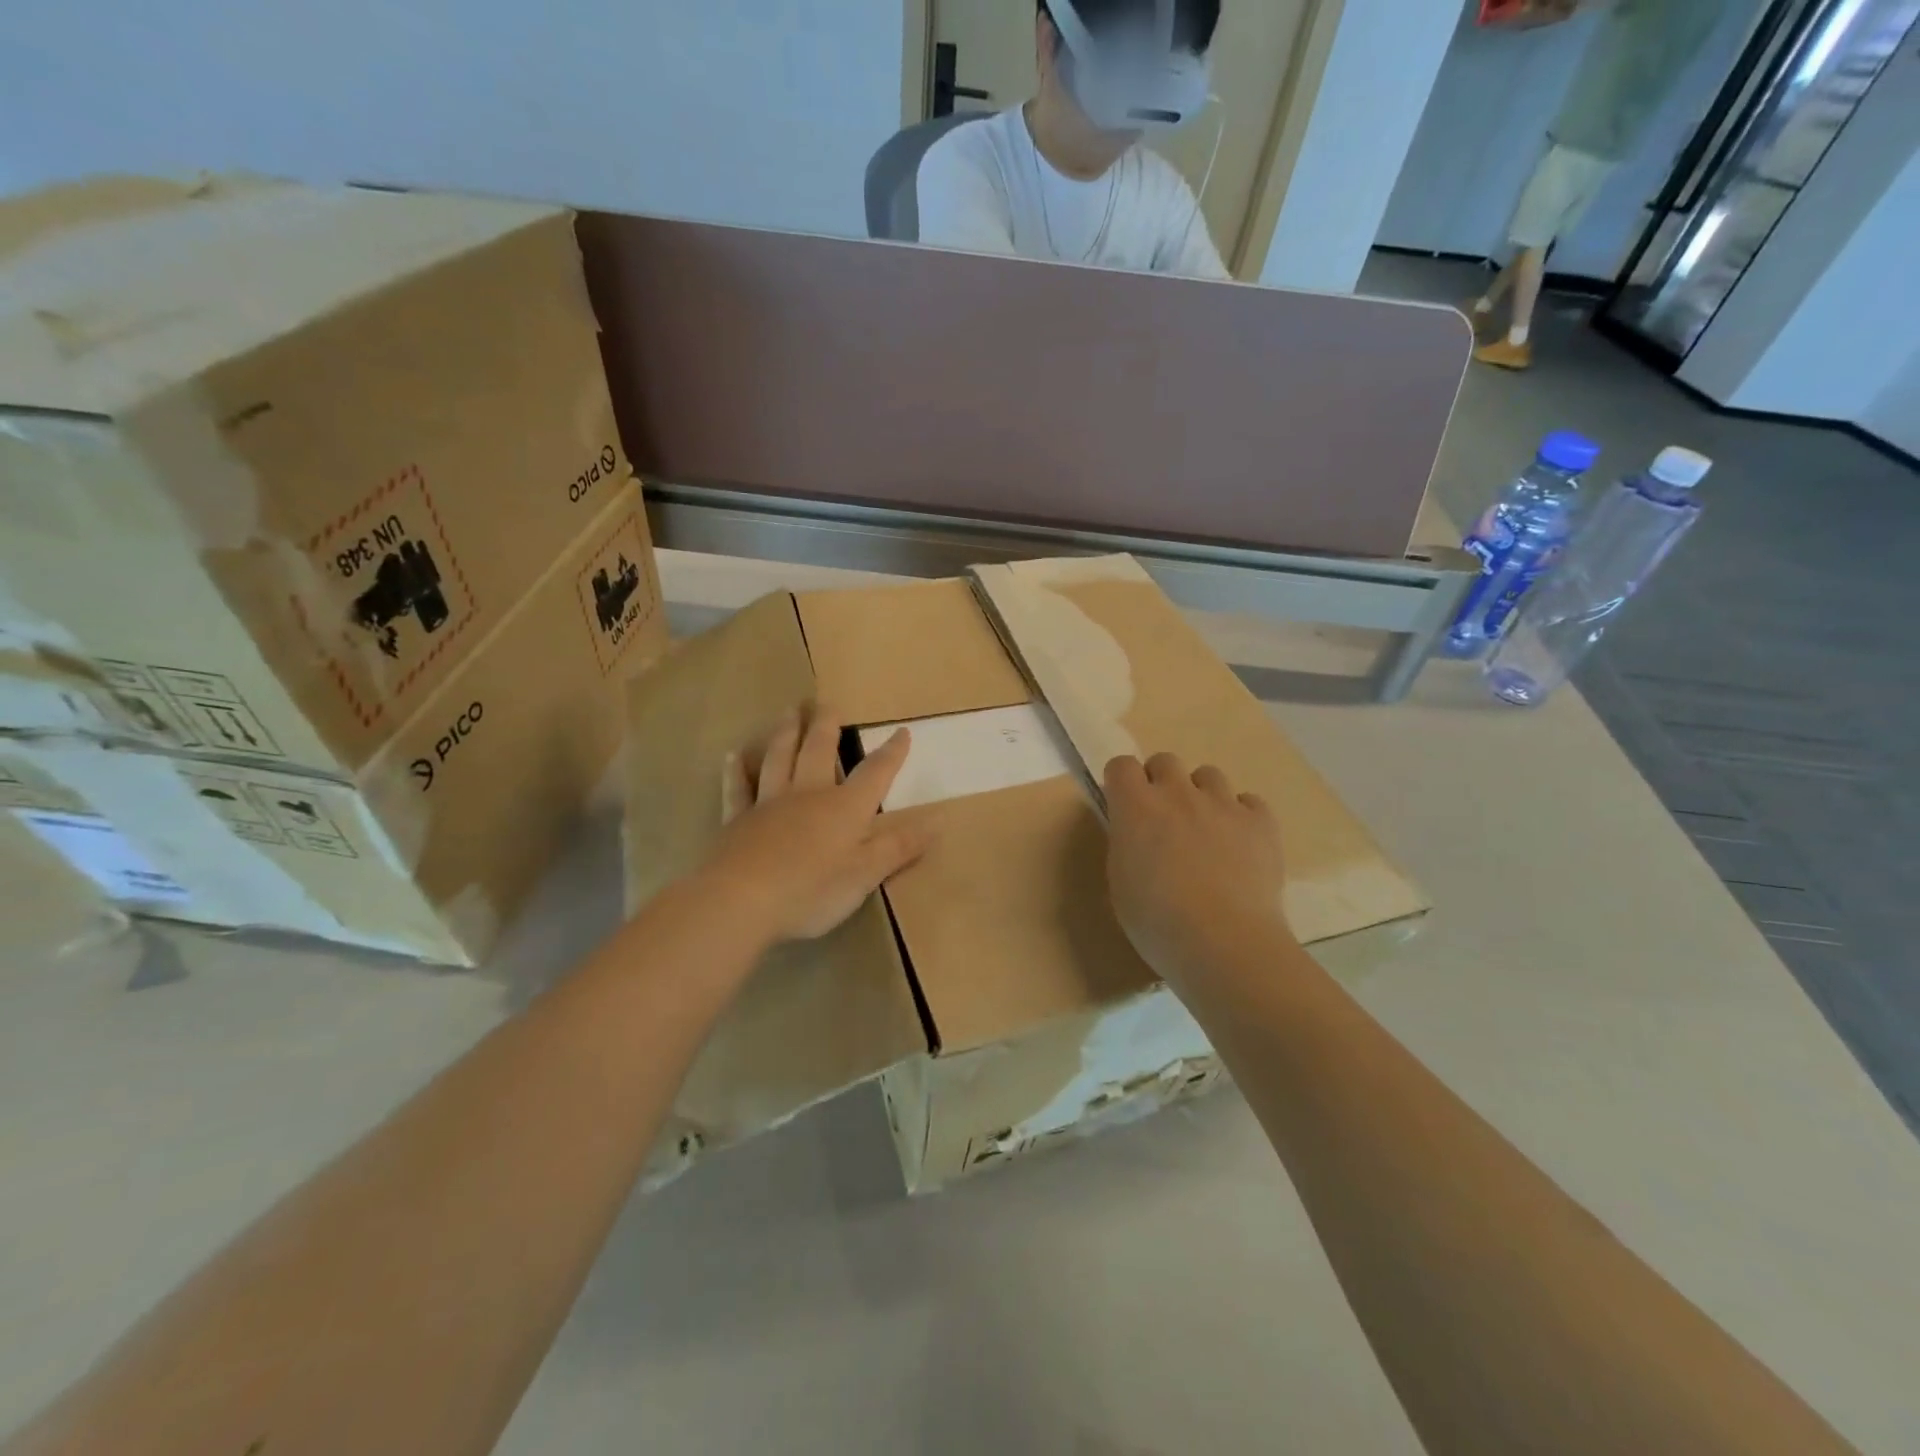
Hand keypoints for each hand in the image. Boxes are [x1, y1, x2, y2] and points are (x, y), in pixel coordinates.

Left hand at [699, 704, 930, 943]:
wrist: (741, 900)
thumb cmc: (812, 890)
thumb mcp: (866, 875)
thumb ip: (899, 847)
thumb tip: (937, 822)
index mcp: (844, 808)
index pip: (875, 773)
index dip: (891, 753)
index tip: (901, 731)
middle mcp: (808, 794)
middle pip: (819, 751)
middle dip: (827, 726)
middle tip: (828, 703)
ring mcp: (769, 804)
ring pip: (779, 759)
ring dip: (786, 734)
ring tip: (790, 712)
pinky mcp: (738, 821)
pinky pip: (739, 788)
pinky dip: (737, 771)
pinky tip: (733, 756)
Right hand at [1103, 753, 1292, 983]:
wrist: (1224, 943)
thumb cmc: (1157, 922)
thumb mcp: (1120, 883)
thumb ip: (1126, 845)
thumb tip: (1136, 833)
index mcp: (1136, 807)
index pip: (1121, 765)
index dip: (1122, 783)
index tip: (1124, 806)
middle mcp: (1178, 794)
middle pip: (1165, 761)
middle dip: (1160, 782)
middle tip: (1163, 819)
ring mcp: (1223, 804)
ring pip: (1209, 775)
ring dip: (1201, 795)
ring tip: (1205, 830)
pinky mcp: (1261, 822)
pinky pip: (1249, 802)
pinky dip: (1241, 816)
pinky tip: (1239, 845)